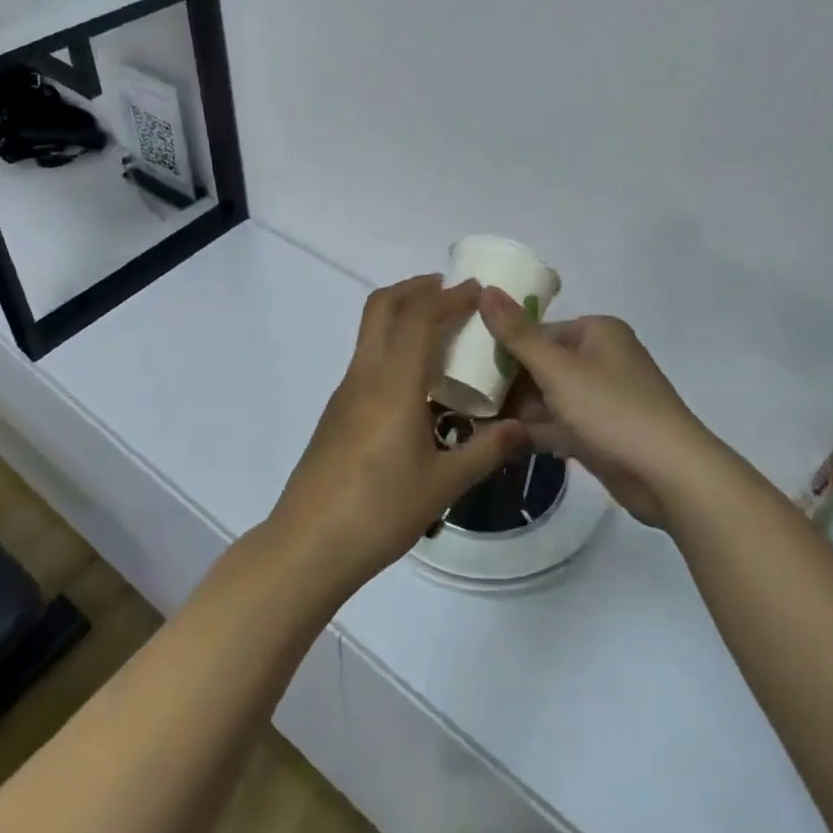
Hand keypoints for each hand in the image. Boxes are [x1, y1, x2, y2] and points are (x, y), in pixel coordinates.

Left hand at [266, 275, 526, 597]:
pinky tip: (416, 379)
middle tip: (451, 292)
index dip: (449, 297)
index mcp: (393, 385)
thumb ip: (486, 451)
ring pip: (370, 330)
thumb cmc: (379, 512)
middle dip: (417, 288)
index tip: (477, 290)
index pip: (419, 318)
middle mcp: (365, 375)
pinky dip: (392, 343)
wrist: (308, 544)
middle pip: (383, 306)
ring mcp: (345, 391)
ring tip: (440, 329)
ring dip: (402, 313)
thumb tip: (524, 428)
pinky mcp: (337, 410)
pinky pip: (367, 357)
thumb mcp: (443, 485)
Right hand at [481, 289, 714, 530]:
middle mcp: (600, 360)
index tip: (464, 363)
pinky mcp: (600, 434)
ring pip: (547, 398)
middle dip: (506, 382)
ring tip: (472, 419)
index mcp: (596, 333)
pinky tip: (498, 441)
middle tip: (462, 395)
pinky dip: (533, 431)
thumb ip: (517, 333)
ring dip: (515, 410)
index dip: (501, 347)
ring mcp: (601, 400)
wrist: (670, 476)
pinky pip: (558, 425)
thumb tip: (485, 289)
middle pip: (541, 365)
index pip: (537, 332)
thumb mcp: (557, 368)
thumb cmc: (612, 409)